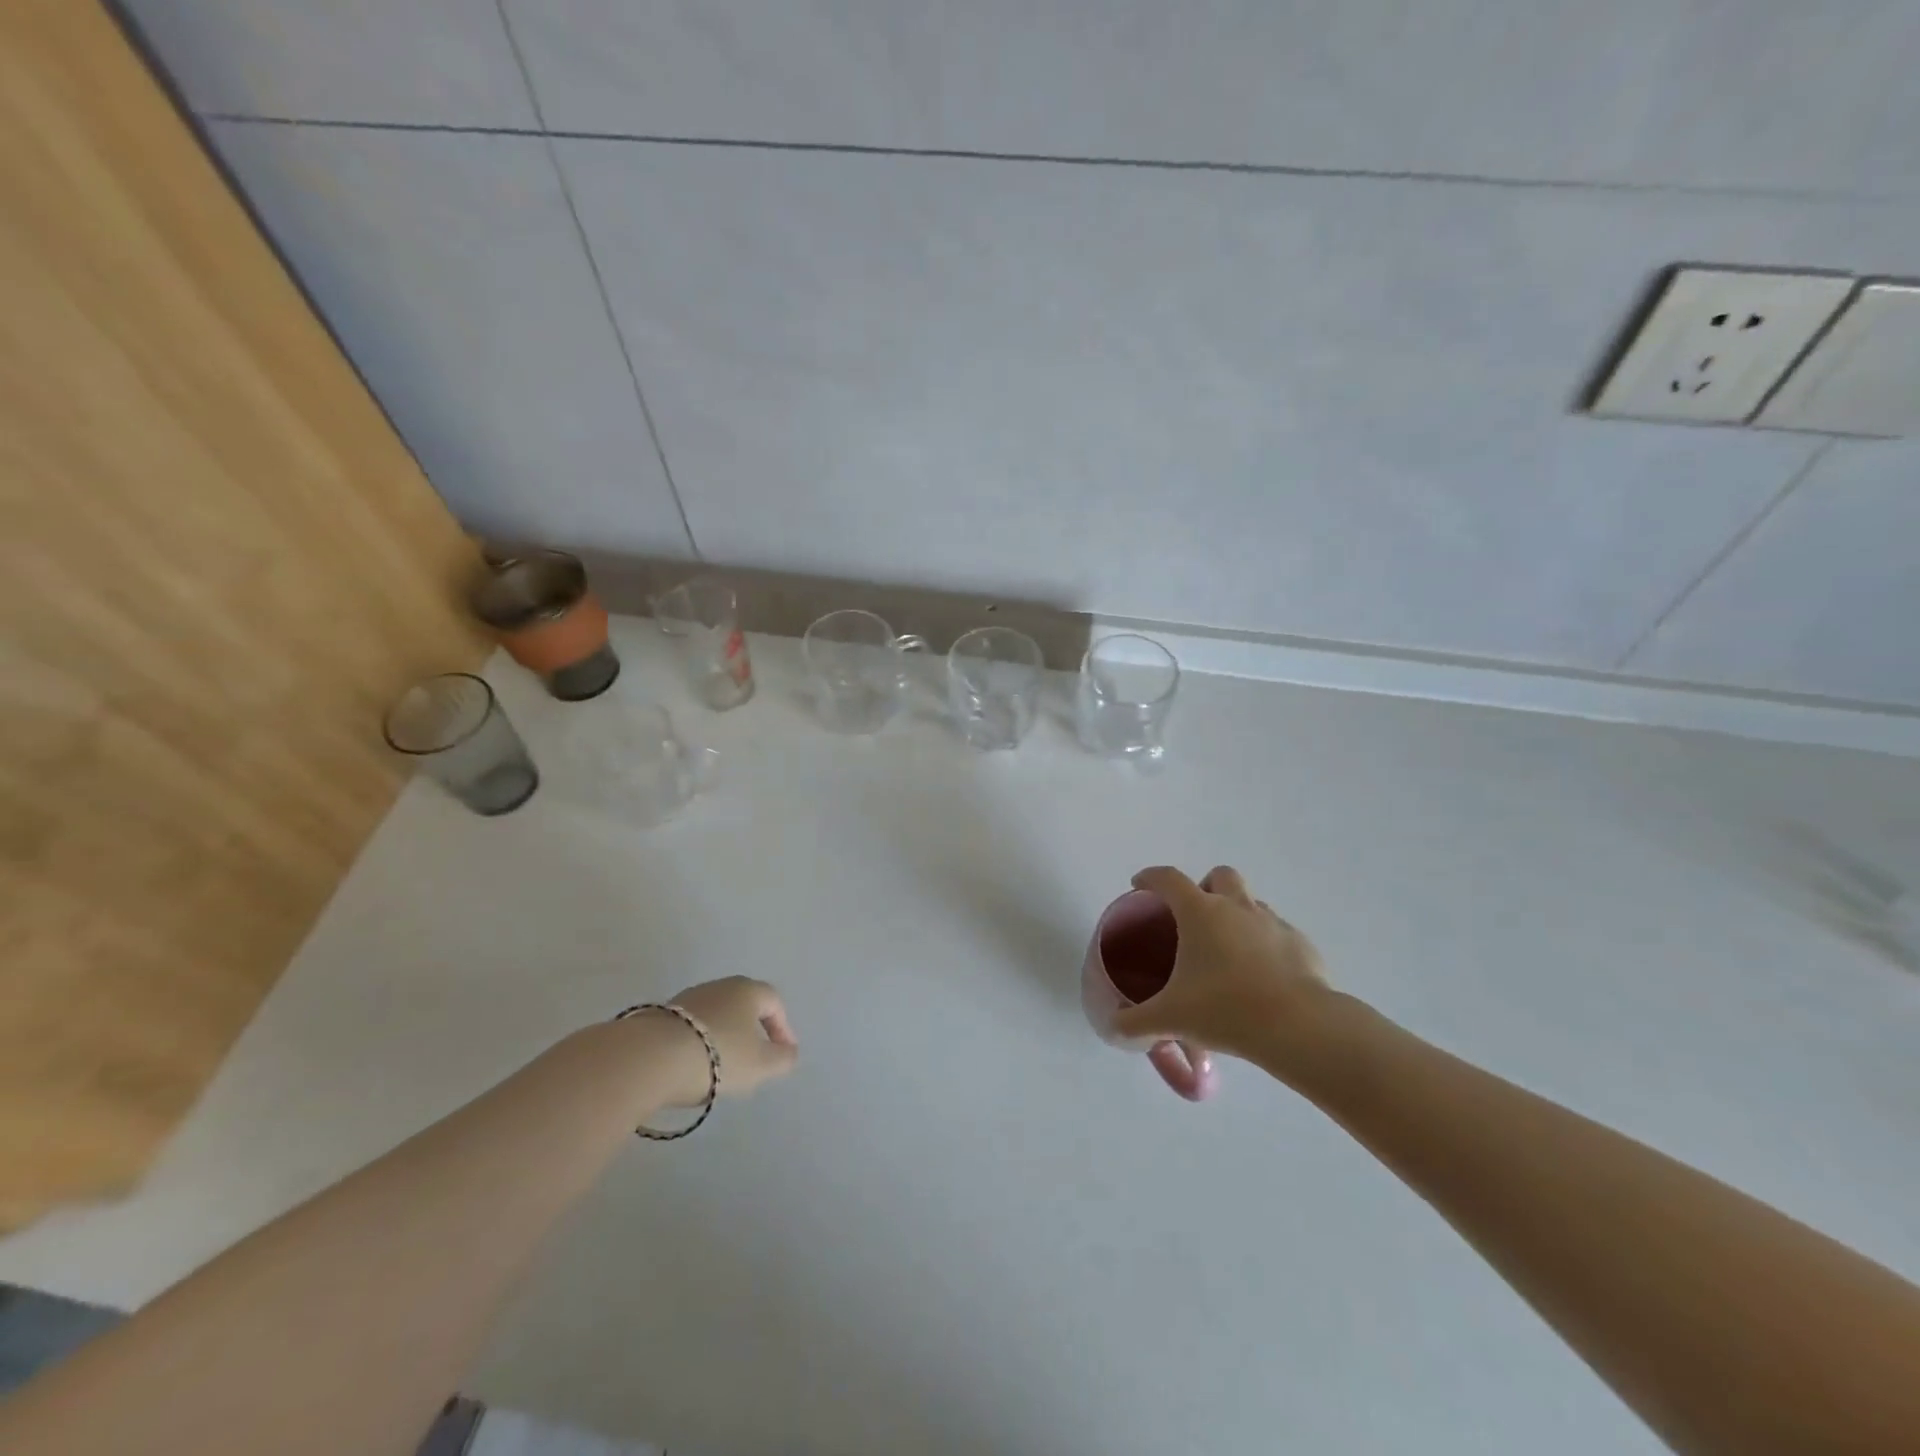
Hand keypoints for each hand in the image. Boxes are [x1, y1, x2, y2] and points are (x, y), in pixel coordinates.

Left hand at [650, 976, 798, 1105]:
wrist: (651, 1058)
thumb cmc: (718, 1056)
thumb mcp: (760, 1064)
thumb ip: (782, 1059)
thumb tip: (789, 1052)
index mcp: (747, 990)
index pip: (774, 1002)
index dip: (782, 1027)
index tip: (783, 1053)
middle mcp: (719, 986)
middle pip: (743, 1005)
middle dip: (752, 1030)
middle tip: (755, 1058)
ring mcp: (687, 998)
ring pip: (716, 1015)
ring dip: (723, 1036)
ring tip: (721, 1066)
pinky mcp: (661, 1015)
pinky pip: (691, 1028)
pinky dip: (699, 1043)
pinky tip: (693, 1065)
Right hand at [1112, 865, 1332, 1065]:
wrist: (1299, 1027)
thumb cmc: (1225, 1010)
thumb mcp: (1170, 1019)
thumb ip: (1136, 1022)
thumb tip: (1113, 1028)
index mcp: (1200, 912)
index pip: (1168, 878)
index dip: (1150, 877)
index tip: (1140, 886)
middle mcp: (1237, 907)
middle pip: (1220, 875)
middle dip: (1206, 887)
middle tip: (1195, 918)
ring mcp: (1273, 923)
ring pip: (1252, 903)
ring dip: (1237, 916)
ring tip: (1228, 954)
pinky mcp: (1302, 945)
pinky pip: (1278, 934)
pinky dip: (1266, 946)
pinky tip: (1262, 978)